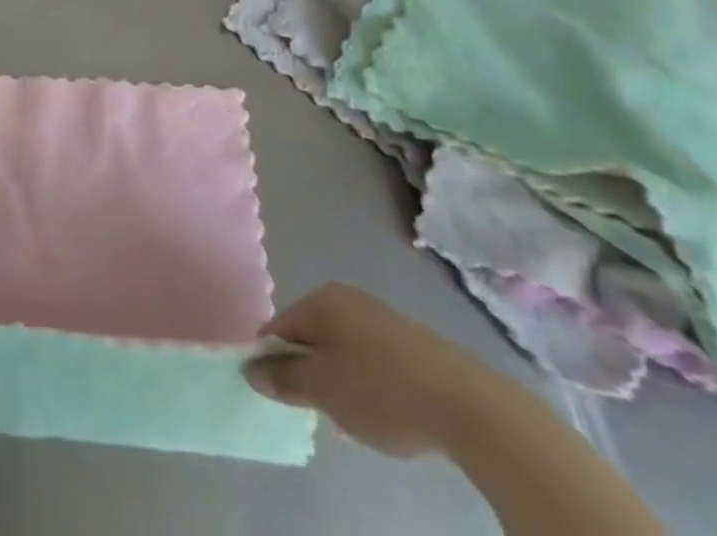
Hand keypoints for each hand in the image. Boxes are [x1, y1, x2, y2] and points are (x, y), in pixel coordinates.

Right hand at [244, 283, 508, 456]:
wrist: (466, 404)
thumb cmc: (381, 390)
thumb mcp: (323, 390)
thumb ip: (283, 378)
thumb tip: (251, 369)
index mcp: (320, 300)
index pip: (278, 328)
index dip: (272, 362)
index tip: (280, 397)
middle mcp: (346, 298)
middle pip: (310, 337)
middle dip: (308, 374)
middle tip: (319, 411)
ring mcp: (379, 316)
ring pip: (340, 350)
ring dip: (337, 382)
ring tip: (352, 418)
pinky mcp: (407, 340)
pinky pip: (368, 358)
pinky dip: (365, 383)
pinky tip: (381, 412)